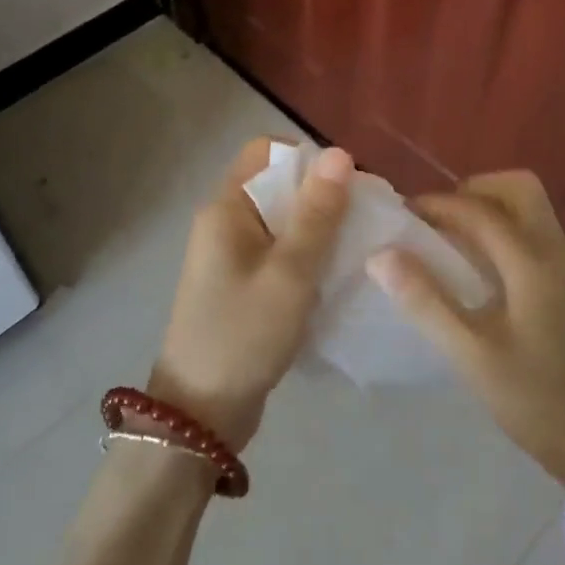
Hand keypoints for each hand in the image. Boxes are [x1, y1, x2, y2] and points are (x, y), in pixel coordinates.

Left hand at [148, 139, 352, 448]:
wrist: (200, 414)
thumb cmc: (243, 334)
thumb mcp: (289, 272)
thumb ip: (317, 214)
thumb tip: (339, 153)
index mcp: (225, 207)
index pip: (265, 150)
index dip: (307, 157)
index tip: (347, 183)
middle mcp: (224, 222)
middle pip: (277, 184)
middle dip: (321, 195)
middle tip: (364, 218)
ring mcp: (231, 255)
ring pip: (282, 221)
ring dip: (318, 228)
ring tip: (358, 246)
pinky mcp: (242, 284)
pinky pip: (279, 252)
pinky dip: (307, 255)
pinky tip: (336, 274)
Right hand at [368, 171, 564, 562]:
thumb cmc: (540, 404)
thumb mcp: (471, 357)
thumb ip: (426, 302)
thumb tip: (382, 255)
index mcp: (533, 265)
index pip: (481, 210)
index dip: (439, 204)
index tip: (404, 214)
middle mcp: (559, 257)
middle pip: (521, 190)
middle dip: (474, 191)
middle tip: (438, 221)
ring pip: (535, 216)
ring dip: (493, 213)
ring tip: (454, 246)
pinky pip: (541, 244)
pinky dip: (509, 239)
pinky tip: (488, 282)